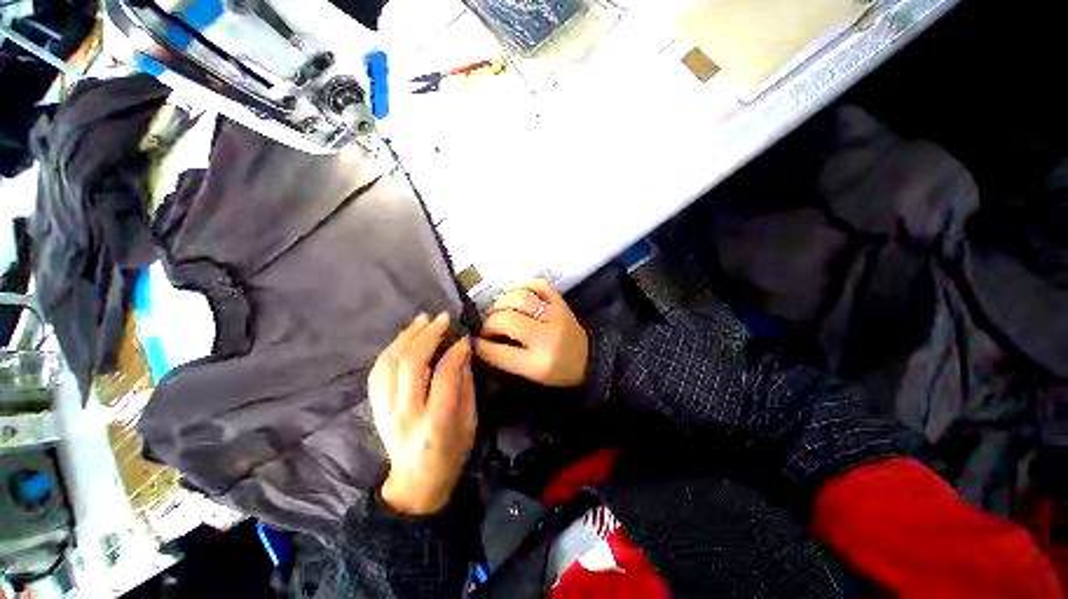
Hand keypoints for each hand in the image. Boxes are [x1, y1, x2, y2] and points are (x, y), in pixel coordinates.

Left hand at [369, 313, 476, 515]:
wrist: (415, 484)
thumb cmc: (452, 454)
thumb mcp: (469, 421)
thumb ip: (465, 384)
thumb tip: (462, 350)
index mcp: (435, 423)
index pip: (443, 376)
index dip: (455, 352)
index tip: (464, 338)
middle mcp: (405, 415)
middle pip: (411, 365)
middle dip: (428, 335)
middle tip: (443, 318)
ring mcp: (384, 411)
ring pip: (389, 364)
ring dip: (407, 336)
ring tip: (423, 319)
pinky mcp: (375, 408)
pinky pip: (378, 372)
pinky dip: (391, 350)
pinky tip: (405, 337)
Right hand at [475, 278, 588, 386]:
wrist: (587, 358)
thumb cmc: (556, 370)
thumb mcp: (529, 373)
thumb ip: (503, 359)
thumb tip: (478, 342)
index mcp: (539, 362)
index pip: (500, 351)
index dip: (481, 345)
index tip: (473, 341)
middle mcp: (548, 335)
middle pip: (507, 319)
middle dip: (489, 322)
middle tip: (487, 327)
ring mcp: (555, 313)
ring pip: (520, 298)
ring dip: (501, 303)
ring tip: (498, 311)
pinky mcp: (560, 301)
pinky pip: (538, 284)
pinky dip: (522, 285)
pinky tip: (514, 294)